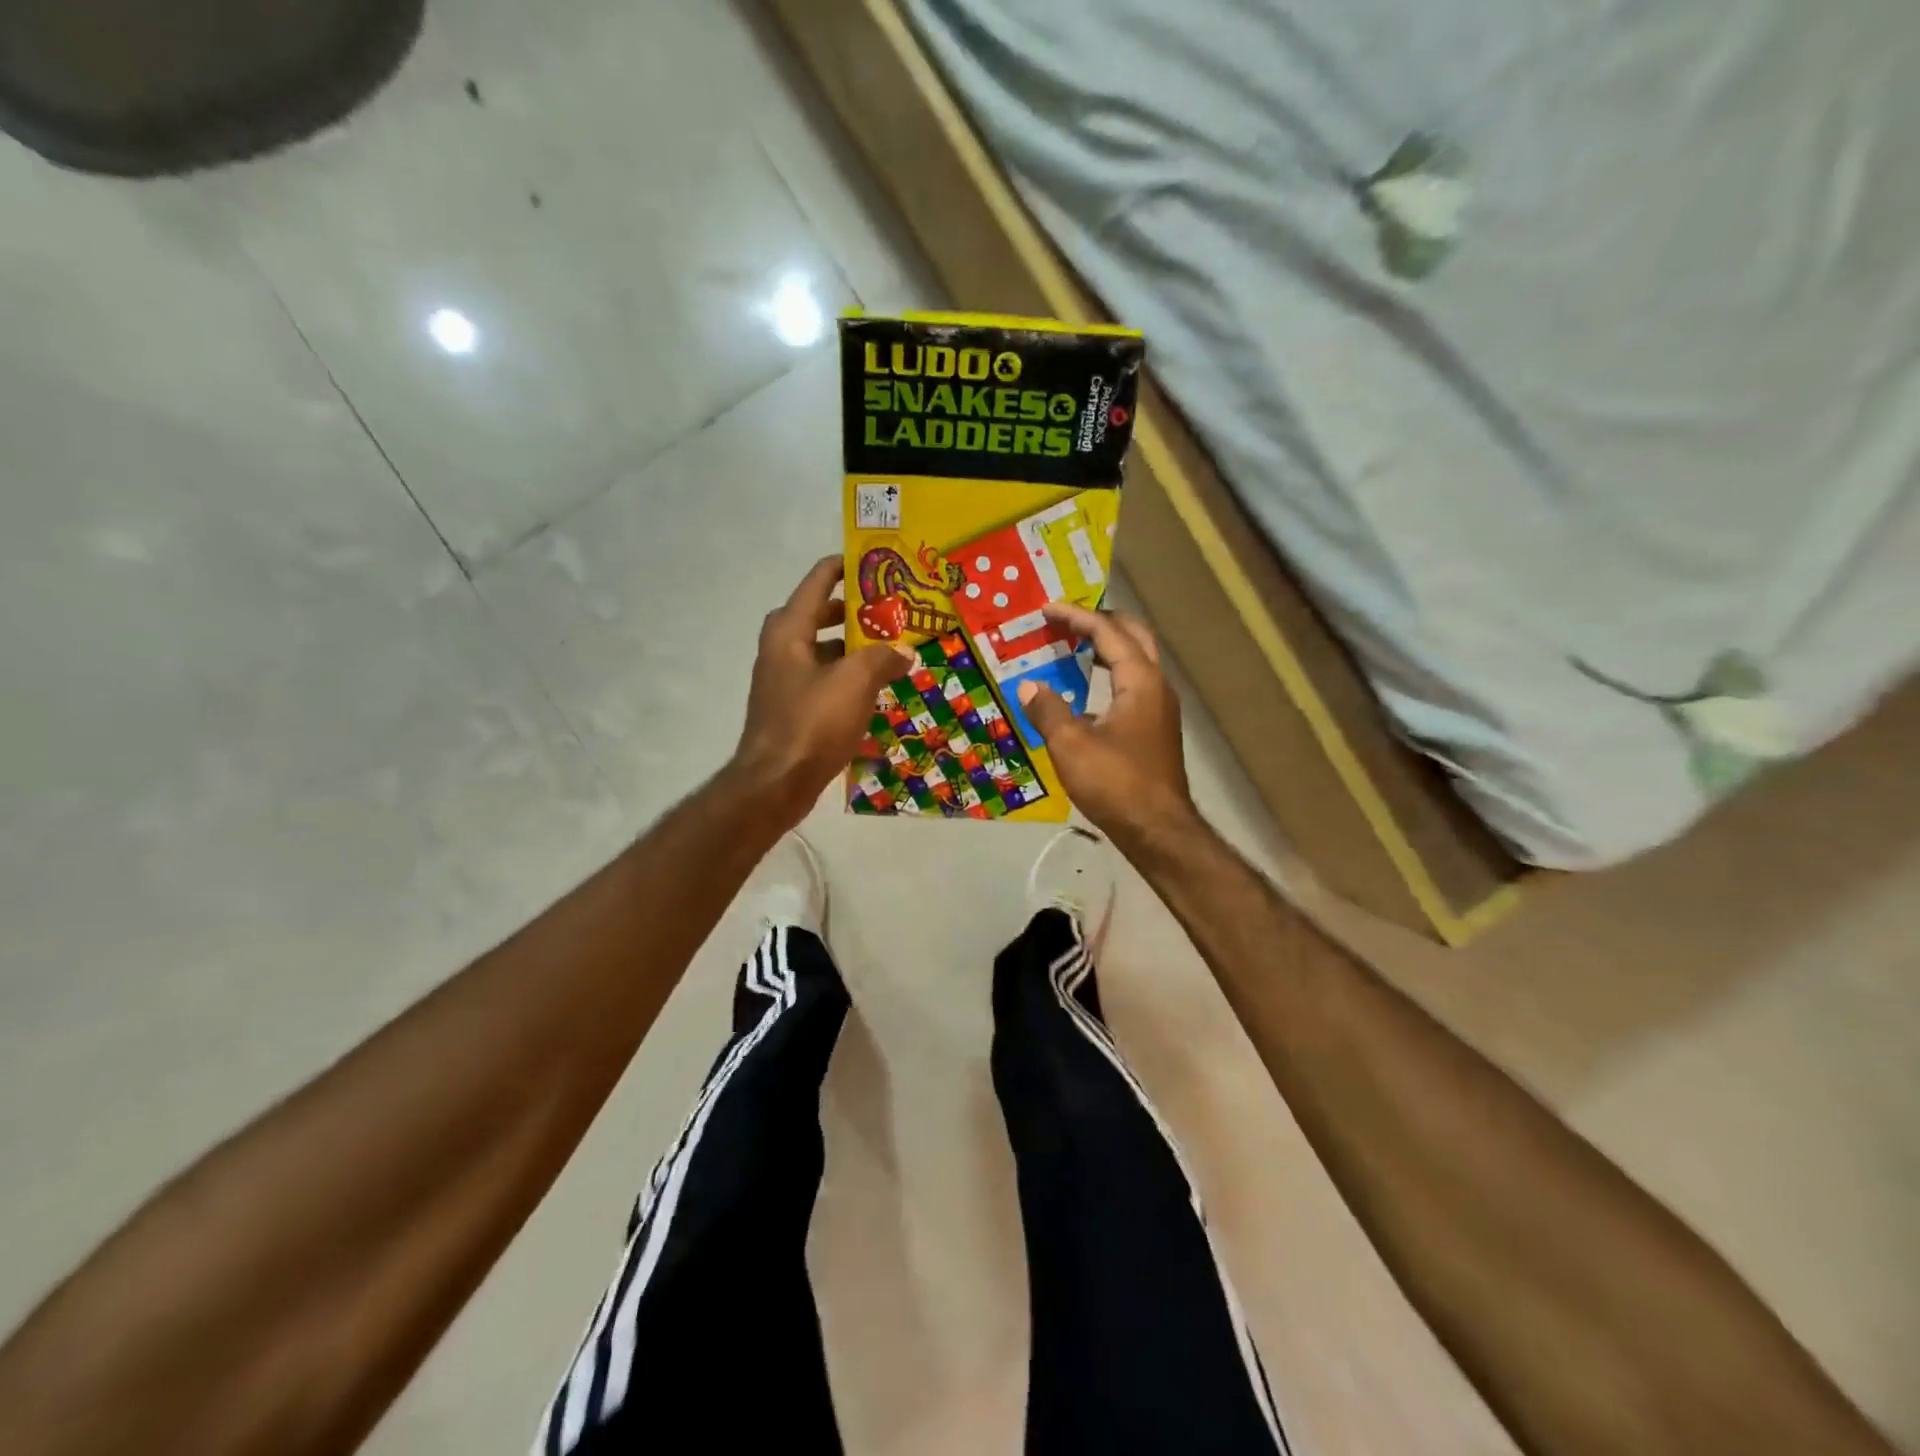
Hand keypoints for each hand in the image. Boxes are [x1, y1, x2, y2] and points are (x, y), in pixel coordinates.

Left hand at [735, 556, 914, 826]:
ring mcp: (784, 683)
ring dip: (851, 649)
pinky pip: (823, 682)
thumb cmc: (812, 722)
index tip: (871, 560)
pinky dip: (846, 680)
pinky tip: (874, 692)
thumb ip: (882, 657)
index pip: (816, 582)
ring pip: (822, 653)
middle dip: (851, 611)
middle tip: (887, 609)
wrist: (776, 783)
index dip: (843, 567)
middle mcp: (781, 650)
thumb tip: (903, 650)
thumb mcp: (855, 682)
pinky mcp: (792, 711)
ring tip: (889, 650)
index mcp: (788, 632)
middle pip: (816, 616)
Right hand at [1017, 603, 1200, 845]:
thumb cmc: (1116, 783)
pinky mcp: (1155, 731)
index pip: (1108, 633)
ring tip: (1074, 647)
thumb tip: (1028, 685)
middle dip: (1101, 623)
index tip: (1047, 609)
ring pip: (1137, 662)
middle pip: (1134, 637)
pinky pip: (1133, 686)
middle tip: (1068, 620)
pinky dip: (1110, 675)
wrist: (1158, 831)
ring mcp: (1160, 709)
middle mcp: (1157, 687)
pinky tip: (1086, 692)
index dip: (1076, 617)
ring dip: (1108, 649)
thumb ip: (1048, 710)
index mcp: (1141, 681)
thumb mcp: (1071, 745)